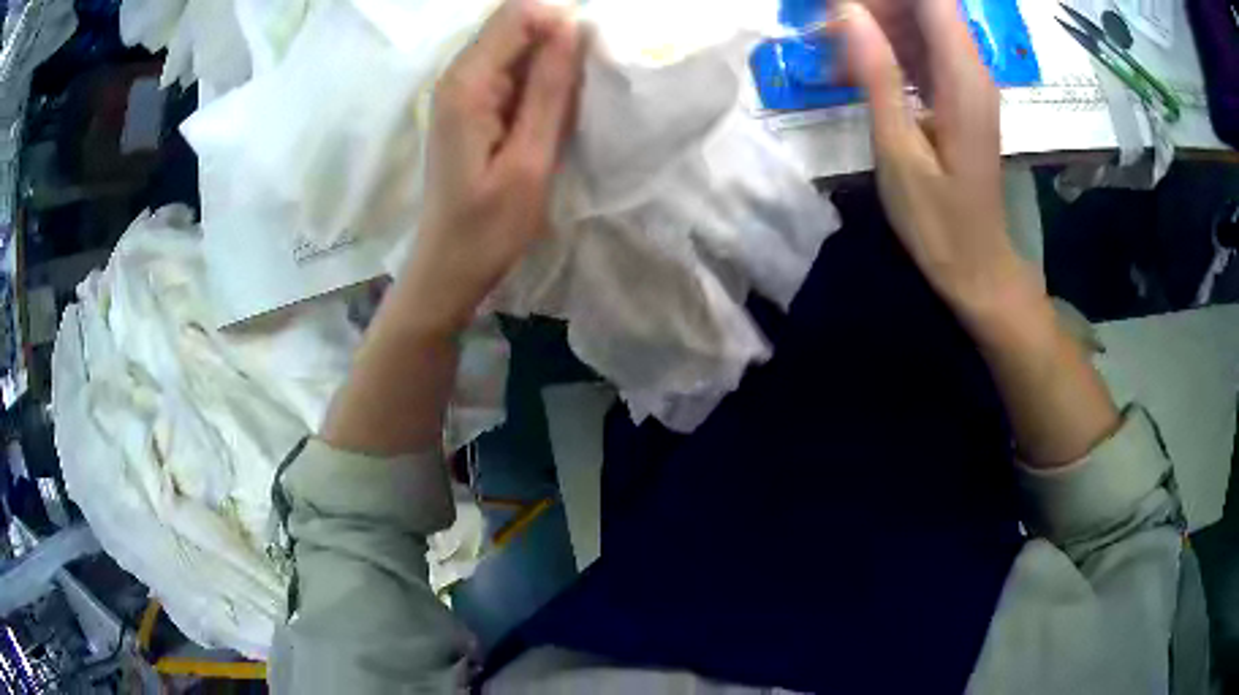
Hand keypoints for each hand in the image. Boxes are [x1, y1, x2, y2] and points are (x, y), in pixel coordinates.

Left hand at [408, 0, 579, 333]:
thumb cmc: (489, 227)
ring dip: (551, 67)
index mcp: (467, 84)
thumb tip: (571, 28)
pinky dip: (538, 85)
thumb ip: (550, 90)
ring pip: (517, 48)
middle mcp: (458, 75)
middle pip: (516, 26)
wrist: (449, 267)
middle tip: (580, 93)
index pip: (518, 14)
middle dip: (557, 45)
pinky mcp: (470, 106)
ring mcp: (461, 90)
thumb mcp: (530, 160)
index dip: (559, 26)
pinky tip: (549, 118)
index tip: (586, 64)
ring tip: (568, 110)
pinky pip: (511, 73)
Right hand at [838, 0, 1038, 321]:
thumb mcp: (898, 150)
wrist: (978, 266)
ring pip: (923, 24)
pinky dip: (891, 50)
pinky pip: (925, 51)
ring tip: (836, 53)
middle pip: (926, 6)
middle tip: (828, 32)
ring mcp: (969, 82)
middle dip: (875, 7)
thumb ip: (877, 75)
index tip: (841, 10)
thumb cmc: (939, 221)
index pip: (931, 0)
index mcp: (963, 78)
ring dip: (878, 26)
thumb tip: (848, 12)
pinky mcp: (961, 96)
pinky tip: (861, 71)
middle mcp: (973, 69)